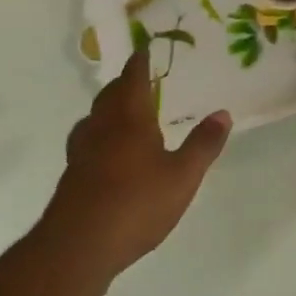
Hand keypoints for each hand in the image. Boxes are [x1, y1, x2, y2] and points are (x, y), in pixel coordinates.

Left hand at [43, 49, 231, 273]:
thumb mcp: (183, 176)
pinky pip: (86, 142)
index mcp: (130, 119)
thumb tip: (223, 112)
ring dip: (107, 108)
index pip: (133, 79)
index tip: (144, 49)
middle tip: (137, 78)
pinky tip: (106, 152)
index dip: (139, 63)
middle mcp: (102, 128)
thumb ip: (203, 144)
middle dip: (124, 84)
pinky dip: (98, 135)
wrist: (78, 246)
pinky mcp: (72, 177)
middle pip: (110, 96)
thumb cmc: (136, 204)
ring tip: (121, 111)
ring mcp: (82, 153)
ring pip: (94, 118)